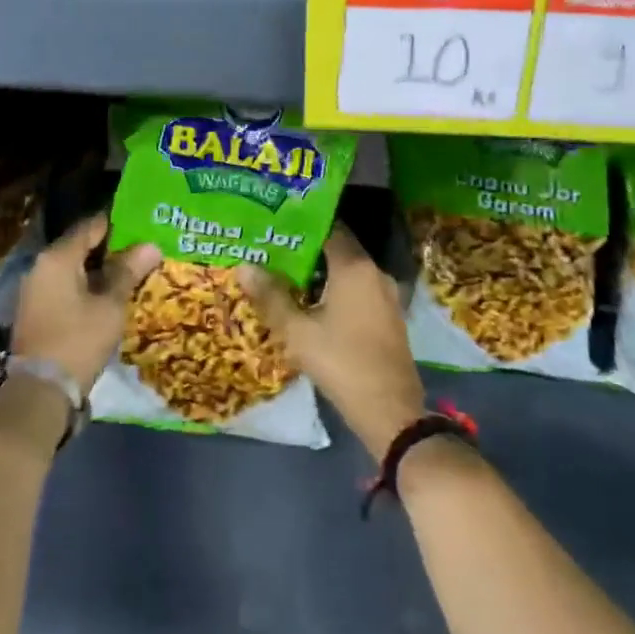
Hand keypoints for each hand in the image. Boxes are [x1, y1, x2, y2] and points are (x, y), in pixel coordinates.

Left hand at [10, 213, 160, 393]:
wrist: (39, 391)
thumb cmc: (78, 340)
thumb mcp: (110, 306)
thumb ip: (128, 272)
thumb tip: (151, 245)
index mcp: (57, 257)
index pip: (91, 226)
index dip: (118, 224)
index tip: (143, 227)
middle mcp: (41, 266)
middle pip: (80, 246)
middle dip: (111, 249)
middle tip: (142, 252)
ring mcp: (35, 289)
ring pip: (73, 268)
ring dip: (99, 270)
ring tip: (130, 274)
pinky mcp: (35, 310)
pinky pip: (64, 286)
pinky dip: (86, 286)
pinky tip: (108, 296)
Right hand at [236, 224, 426, 457]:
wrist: (391, 411)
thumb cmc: (342, 363)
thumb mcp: (298, 332)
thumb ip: (271, 297)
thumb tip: (243, 266)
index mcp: (355, 267)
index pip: (330, 227)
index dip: (303, 223)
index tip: (277, 223)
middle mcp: (375, 272)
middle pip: (338, 248)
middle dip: (307, 248)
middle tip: (274, 248)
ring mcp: (386, 295)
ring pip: (348, 271)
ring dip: (321, 271)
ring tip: (287, 274)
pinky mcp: (389, 316)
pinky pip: (358, 289)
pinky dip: (336, 288)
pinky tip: (312, 302)